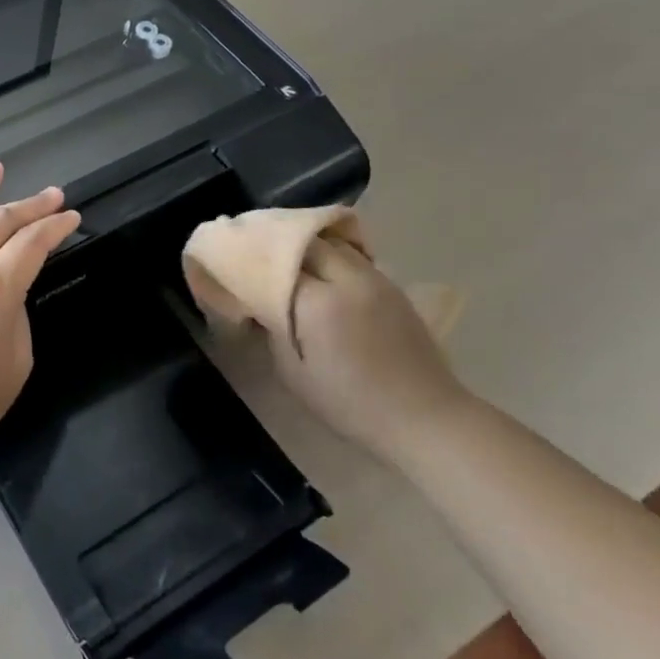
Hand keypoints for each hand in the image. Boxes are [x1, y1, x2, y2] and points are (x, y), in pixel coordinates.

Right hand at [272, 234, 466, 453]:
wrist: (425, 417)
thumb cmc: (351, 403)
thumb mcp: (294, 375)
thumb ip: (272, 331)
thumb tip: (259, 305)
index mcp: (318, 301)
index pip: (275, 262)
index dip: (253, 260)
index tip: (235, 264)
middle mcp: (347, 279)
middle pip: (306, 241)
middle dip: (280, 244)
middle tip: (260, 256)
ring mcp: (375, 279)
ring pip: (334, 242)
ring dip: (309, 245)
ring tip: (289, 258)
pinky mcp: (392, 287)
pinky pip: (355, 257)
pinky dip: (333, 255)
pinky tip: (324, 273)